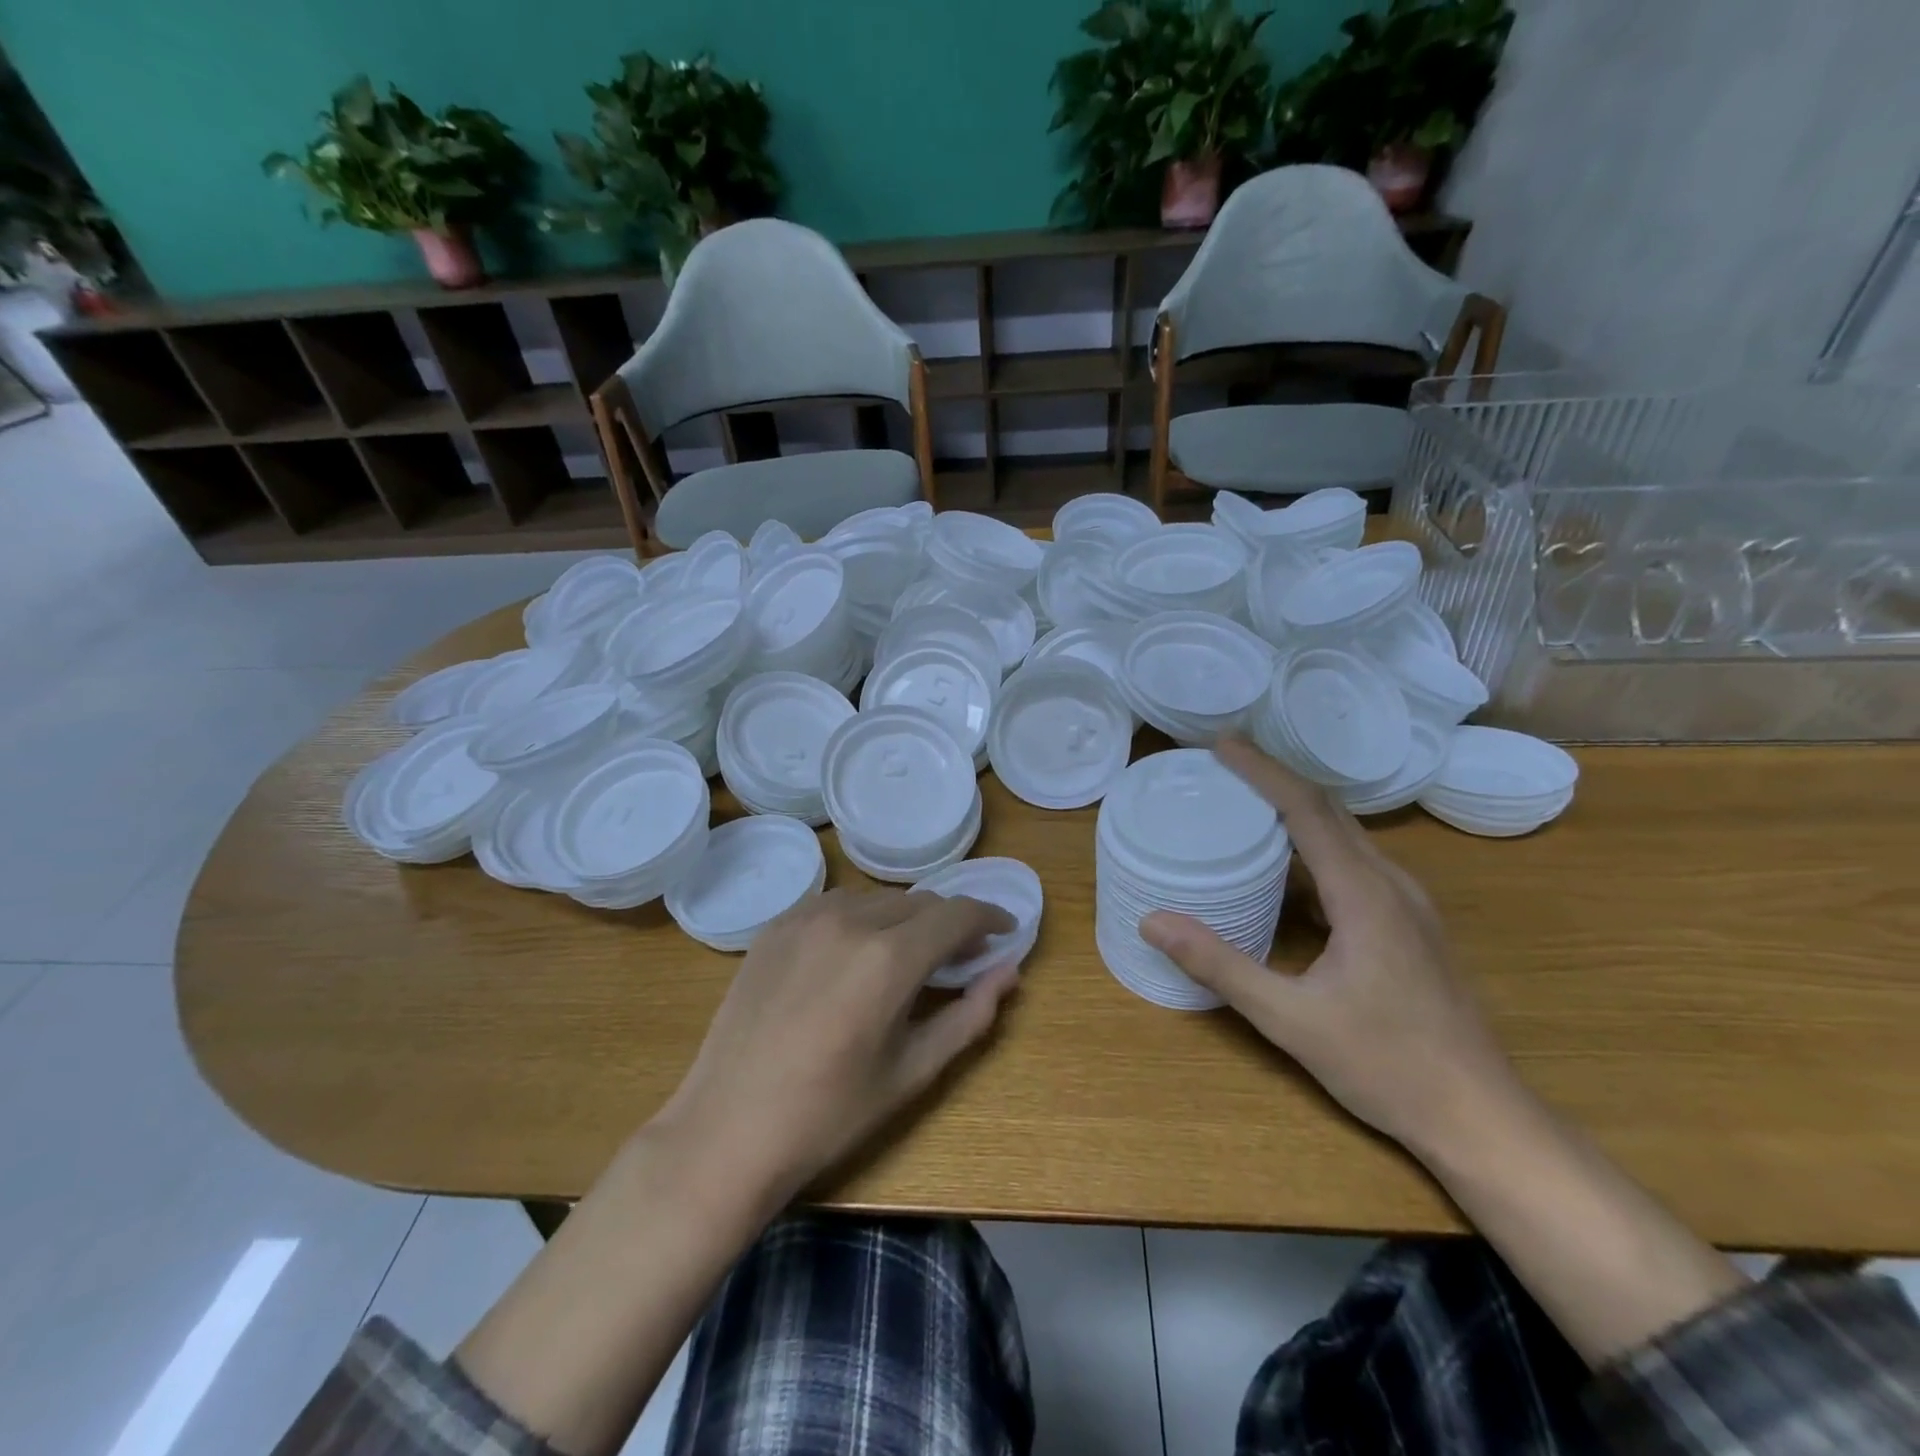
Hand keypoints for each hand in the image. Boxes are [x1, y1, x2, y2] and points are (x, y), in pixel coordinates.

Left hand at [656, 887, 1017, 1207]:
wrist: (728, 1129)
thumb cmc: (830, 1114)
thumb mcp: (913, 1071)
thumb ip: (970, 1015)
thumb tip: (1009, 971)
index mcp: (890, 958)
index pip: (957, 914)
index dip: (989, 916)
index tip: (1006, 929)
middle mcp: (851, 920)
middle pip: (920, 902)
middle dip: (949, 922)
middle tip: (960, 955)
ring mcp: (807, 917)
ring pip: (878, 899)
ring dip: (904, 919)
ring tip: (906, 957)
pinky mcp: (776, 925)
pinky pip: (835, 904)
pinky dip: (861, 918)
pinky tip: (855, 953)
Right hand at [1142, 736, 1519, 1157]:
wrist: (1480, 1116)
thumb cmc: (1386, 1065)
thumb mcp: (1290, 1019)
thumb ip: (1220, 966)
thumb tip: (1153, 922)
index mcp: (1364, 894)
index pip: (1306, 809)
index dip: (1262, 770)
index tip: (1221, 745)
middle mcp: (1391, 884)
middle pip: (1329, 811)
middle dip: (1274, 779)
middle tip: (1223, 765)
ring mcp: (1407, 905)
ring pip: (1345, 837)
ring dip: (1295, 812)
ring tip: (1245, 805)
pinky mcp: (1409, 926)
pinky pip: (1354, 866)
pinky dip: (1313, 850)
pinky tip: (1284, 874)